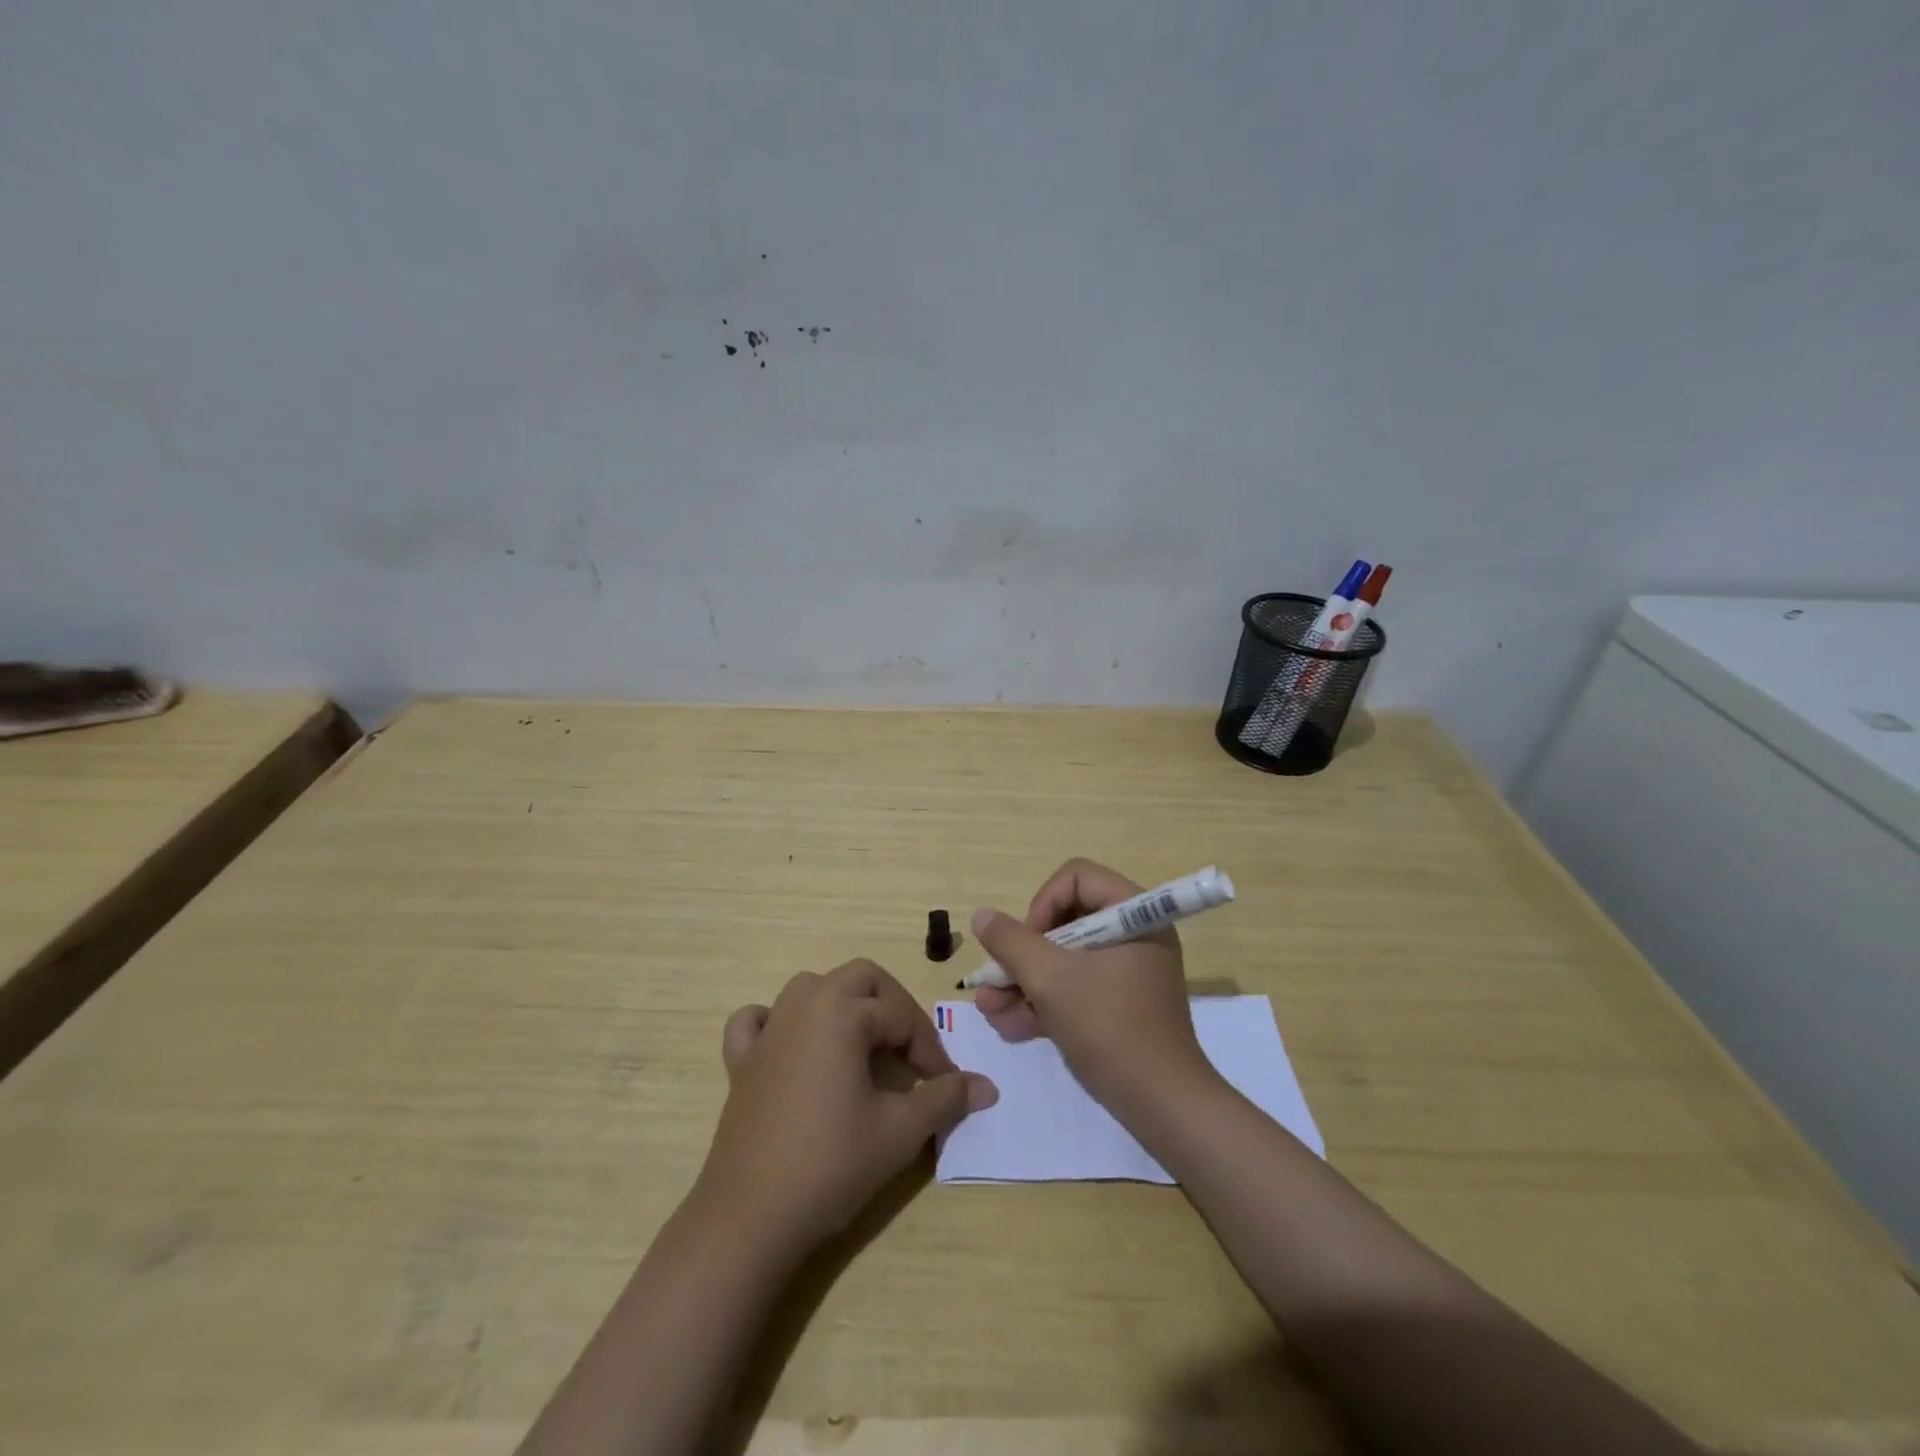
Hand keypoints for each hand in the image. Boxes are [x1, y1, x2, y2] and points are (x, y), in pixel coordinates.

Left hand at [696, 960, 997, 1255]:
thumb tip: (987, 1086)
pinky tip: (792, 1046)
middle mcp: (804, 1005)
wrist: (751, 1217)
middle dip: (893, 1006)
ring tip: (863, 1045)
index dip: (931, 1049)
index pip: (901, 1015)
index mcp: (842, 1013)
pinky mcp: (740, 1060)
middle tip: (910, 1052)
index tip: (946, 1085)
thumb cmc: (832, 1164)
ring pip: (811, 988)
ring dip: (843, 1005)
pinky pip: (757, 1020)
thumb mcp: (900, 1131)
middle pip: (860, 979)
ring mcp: (767, 1031)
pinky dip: (777, 1022)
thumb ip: (945, 1098)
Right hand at [971, 859, 1219, 1114]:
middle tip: (995, 980)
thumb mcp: (1051, 981)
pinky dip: (1044, 1003)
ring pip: (1064, 959)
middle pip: (1065, 920)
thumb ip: (1012, 943)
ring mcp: (1127, 972)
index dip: (1042, 904)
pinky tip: (1010, 1027)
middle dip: (1023, 954)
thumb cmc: (1110, 1029)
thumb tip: (983, 916)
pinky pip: (1075, 988)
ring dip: (1024, 983)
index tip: (1026, 945)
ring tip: (990, 1012)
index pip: (1076, 878)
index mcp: (1134, 915)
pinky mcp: (1119, 1005)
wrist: (1163, 1108)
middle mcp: (1134, 935)